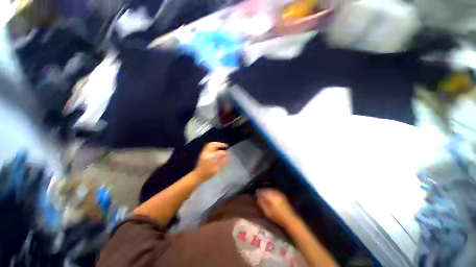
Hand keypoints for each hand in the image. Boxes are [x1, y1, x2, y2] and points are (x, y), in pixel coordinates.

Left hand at [193, 142, 227, 182]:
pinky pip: (208, 146)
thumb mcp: (215, 169)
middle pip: (213, 145)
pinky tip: (216, 148)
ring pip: (210, 144)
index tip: (228, 153)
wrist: (197, 176)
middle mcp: (206, 153)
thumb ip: (221, 162)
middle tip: (225, 146)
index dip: (224, 152)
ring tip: (221, 145)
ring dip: (216, 143)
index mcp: (209, 158)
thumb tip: (227, 156)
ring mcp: (204, 152)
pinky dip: (213, 145)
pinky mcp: (202, 153)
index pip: (218, 152)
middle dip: (220, 144)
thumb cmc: (207, 174)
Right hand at [257, 189, 298, 227]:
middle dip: (263, 192)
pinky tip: (270, 196)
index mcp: (271, 197)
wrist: (290, 219)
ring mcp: (279, 194)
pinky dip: (271, 192)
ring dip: (267, 192)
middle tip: (259, 195)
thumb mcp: (267, 212)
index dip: (258, 193)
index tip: (256, 195)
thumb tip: (257, 198)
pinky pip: (274, 191)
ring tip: (264, 196)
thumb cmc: (277, 217)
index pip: (263, 191)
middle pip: (267, 190)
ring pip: (270, 190)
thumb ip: (262, 204)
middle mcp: (275, 193)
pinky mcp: (282, 195)